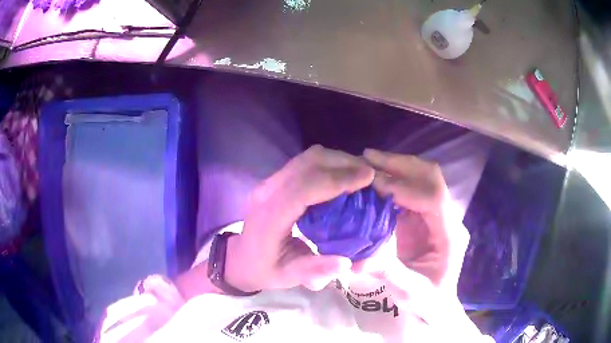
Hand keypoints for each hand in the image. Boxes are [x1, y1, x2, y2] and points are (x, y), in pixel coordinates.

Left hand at [225, 145, 374, 291]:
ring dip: (338, 161)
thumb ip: (314, 271)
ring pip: (307, 158)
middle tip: (372, 174)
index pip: (303, 188)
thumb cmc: (263, 269)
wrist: (240, 258)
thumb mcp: (287, 277)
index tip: (368, 177)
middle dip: (344, 163)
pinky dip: (329, 164)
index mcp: (269, 218)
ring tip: (361, 173)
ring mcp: (270, 182)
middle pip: (308, 163)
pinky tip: (343, 176)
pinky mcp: (276, 180)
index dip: (337, 179)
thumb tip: (346, 262)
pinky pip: (306, 163)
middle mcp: (268, 192)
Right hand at [355, 149, 480, 337]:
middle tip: (368, 158)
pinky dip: (393, 181)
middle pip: (431, 178)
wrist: (436, 304)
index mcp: (449, 234)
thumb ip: (388, 272)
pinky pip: (410, 190)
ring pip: (422, 178)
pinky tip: (374, 181)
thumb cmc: (428, 300)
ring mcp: (436, 215)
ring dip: (396, 168)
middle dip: (401, 165)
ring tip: (367, 163)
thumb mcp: (409, 292)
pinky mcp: (423, 218)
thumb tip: (356, 256)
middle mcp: (446, 217)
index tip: (374, 183)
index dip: (405, 187)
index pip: (434, 198)